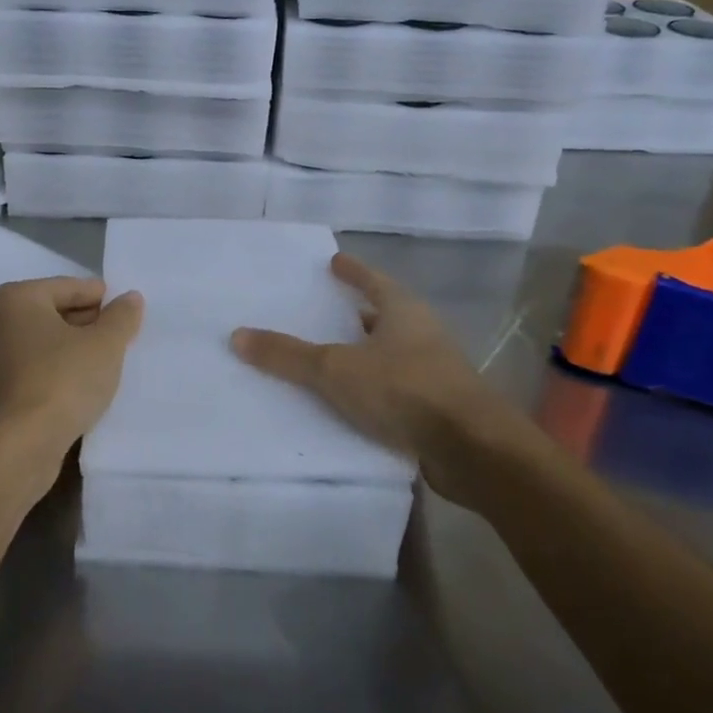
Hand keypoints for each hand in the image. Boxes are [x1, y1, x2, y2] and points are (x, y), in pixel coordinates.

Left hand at [0, 277, 144, 473]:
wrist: (23, 445)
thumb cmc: (64, 379)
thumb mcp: (105, 344)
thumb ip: (121, 316)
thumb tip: (131, 298)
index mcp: (17, 298)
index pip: (68, 287)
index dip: (100, 296)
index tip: (124, 308)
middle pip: (53, 312)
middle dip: (86, 321)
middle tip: (118, 334)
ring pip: (43, 342)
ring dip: (72, 347)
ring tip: (106, 359)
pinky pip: (35, 367)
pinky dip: (57, 369)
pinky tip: (82, 383)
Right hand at [230, 253, 542, 504]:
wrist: (474, 451)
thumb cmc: (405, 390)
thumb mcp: (336, 370)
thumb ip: (288, 355)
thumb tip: (237, 335)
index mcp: (403, 311)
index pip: (373, 280)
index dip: (352, 271)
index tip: (334, 261)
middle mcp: (423, 334)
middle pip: (385, 315)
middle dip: (358, 313)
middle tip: (327, 309)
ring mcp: (436, 372)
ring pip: (392, 353)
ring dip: (366, 353)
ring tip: (333, 356)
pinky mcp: (439, 408)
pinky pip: (397, 388)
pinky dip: (374, 388)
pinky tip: (352, 402)